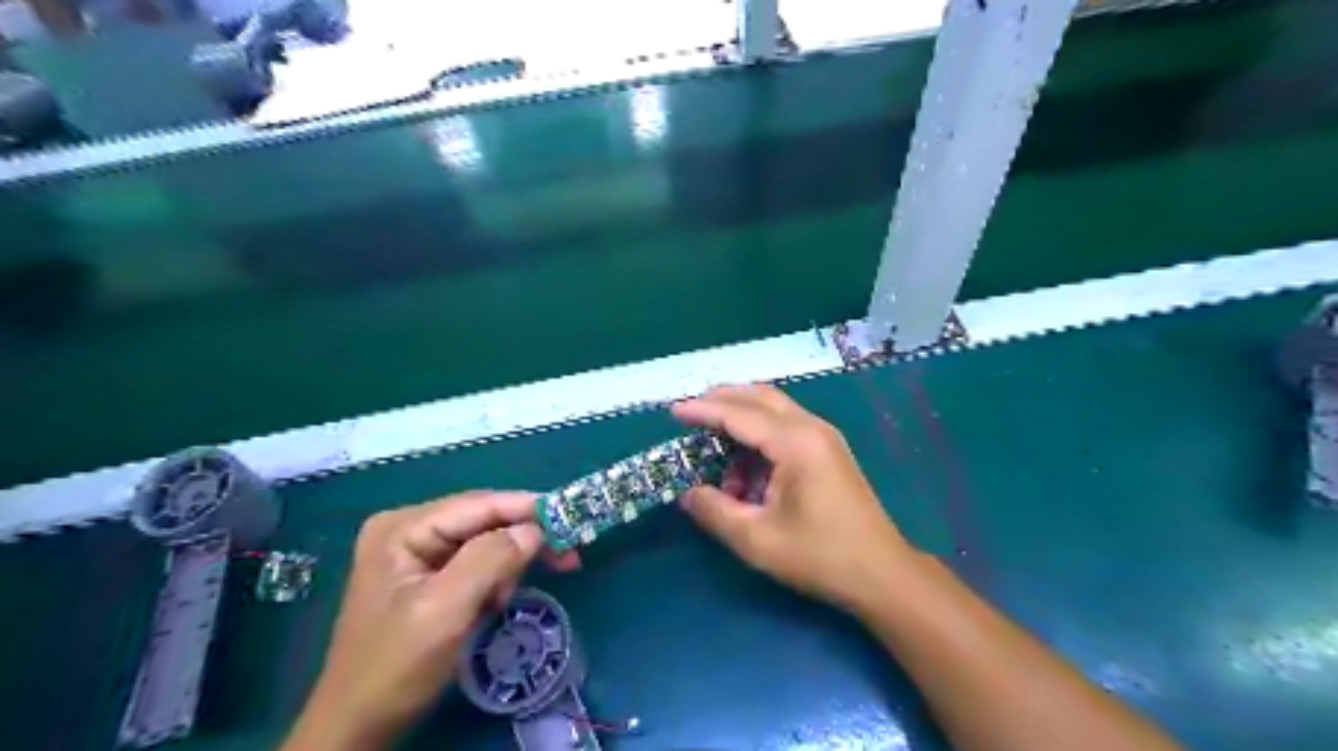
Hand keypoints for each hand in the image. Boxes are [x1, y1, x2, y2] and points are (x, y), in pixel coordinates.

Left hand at [281, 494, 573, 749]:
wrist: (358, 728)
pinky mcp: (426, 576)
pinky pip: (475, 564)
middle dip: (520, 542)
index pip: (478, 505)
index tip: (571, 520)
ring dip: (506, 568)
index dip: (527, 509)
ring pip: (484, 542)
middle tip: (566, 559)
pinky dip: (494, 581)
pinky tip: (493, 604)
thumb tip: (535, 530)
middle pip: (483, 520)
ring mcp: (416, 552)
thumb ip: (489, 561)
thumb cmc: (395, 668)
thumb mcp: (445, 611)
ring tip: (506, 601)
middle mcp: (409, 529)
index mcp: (402, 528)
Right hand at [675, 388, 913, 615]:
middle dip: (723, 399)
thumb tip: (687, 493)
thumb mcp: (757, 540)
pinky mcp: (830, 451)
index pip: (739, 414)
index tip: (673, 411)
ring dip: (742, 418)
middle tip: (691, 411)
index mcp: (795, 443)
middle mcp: (812, 428)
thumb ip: (715, 512)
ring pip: (775, 409)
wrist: (882, 573)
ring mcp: (825, 437)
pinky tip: (746, 467)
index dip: (703, 410)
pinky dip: (760, 435)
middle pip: (760, 397)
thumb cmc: (820, 556)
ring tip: (713, 445)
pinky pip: (787, 427)